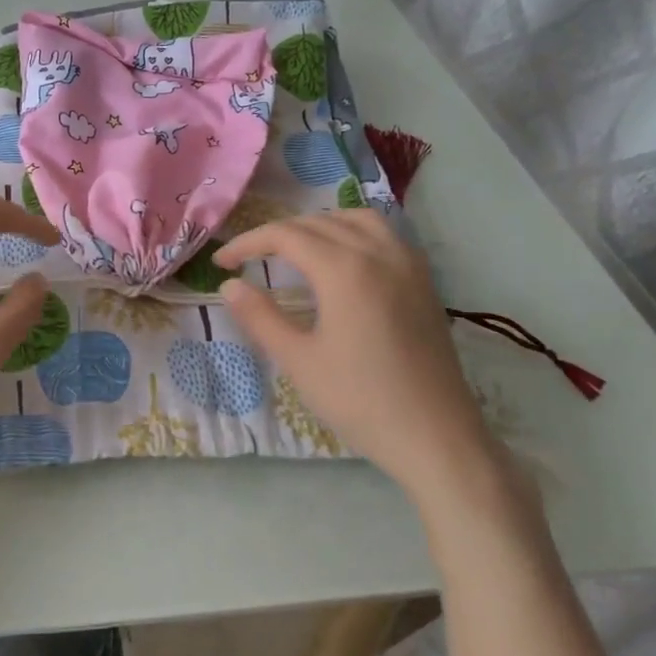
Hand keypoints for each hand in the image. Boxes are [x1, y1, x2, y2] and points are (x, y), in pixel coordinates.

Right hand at [214, 211, 501, 498]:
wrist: (435, 435)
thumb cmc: (360, 400)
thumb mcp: (298, 360)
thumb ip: (260, 317)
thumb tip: (229, 285)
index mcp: (344, 269)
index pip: (285, 236)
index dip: (247, 243)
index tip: (220, 263)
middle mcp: (379, 253)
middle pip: (319, 223)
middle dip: (277, 234)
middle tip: (247, 259)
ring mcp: (408, 264)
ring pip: (357, 219)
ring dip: (319, 225)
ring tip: (294, 249)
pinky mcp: (424, 281)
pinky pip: (386, 234)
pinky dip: (354, 232)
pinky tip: (343, 259)